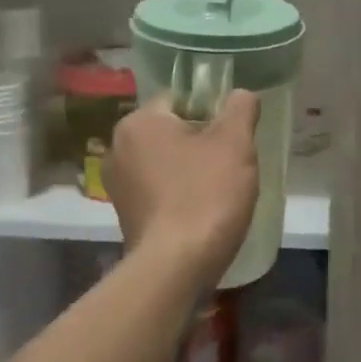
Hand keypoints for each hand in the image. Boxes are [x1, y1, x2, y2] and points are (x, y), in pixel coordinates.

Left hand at [107, 91, 260, 283]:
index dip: (213, 113)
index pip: (181, 100)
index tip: (234, 136)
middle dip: (203, 144)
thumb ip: (240, 109)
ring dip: (192, 171)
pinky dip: (180, 196)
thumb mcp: (235, 143)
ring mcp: (119, 186)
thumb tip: (241, 95)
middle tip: (233, 164)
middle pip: (173, 132)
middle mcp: (119, 148)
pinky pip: (160, 192)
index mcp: (139, 122)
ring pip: (167, 163)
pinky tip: (202, 212)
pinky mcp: (126, 216)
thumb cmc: (206, 194)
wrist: (177, 266)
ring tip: (221, 191)